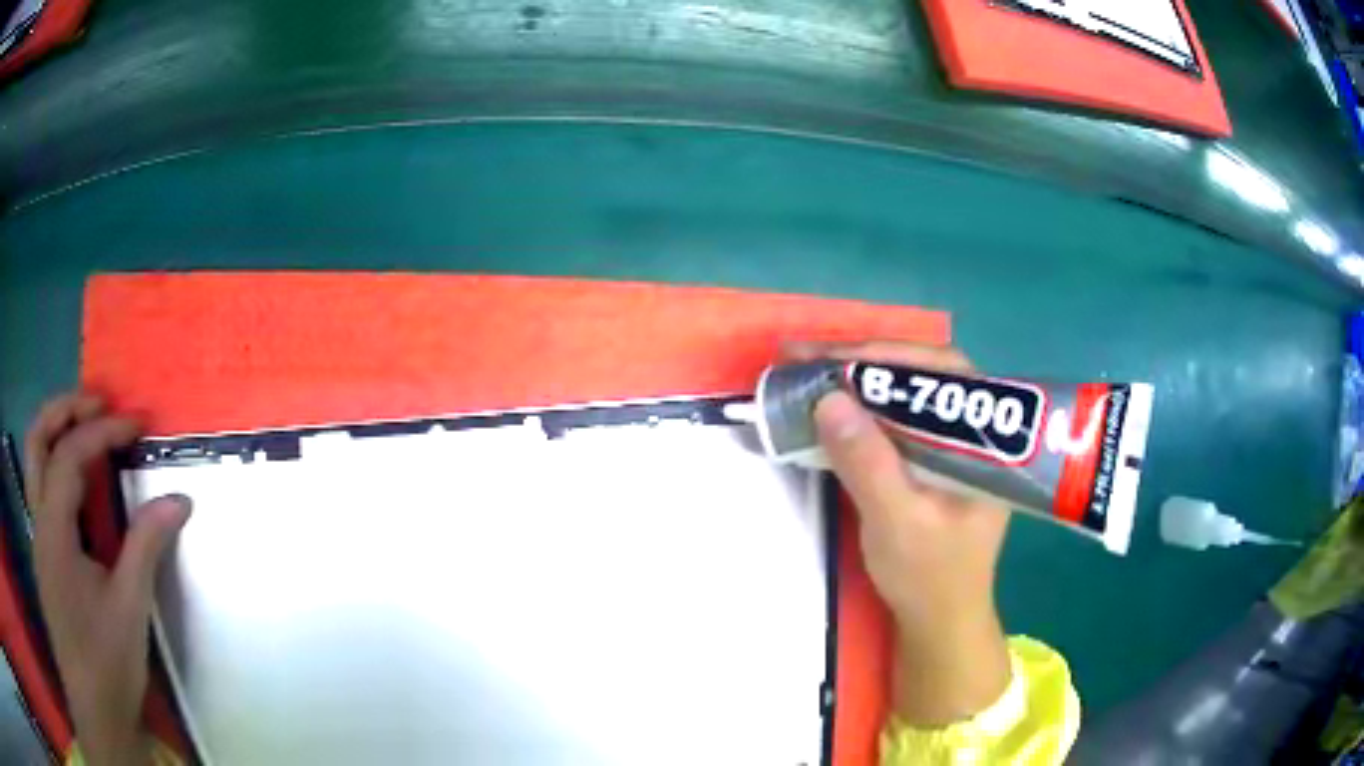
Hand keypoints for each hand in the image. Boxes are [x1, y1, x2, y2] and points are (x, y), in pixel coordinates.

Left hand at [25, 393, 190, 765]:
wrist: (93, 709)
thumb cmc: (106, 662)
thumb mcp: (129, 608)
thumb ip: (146, 546)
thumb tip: (178, 500)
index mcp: (54, 530)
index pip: (70, 455)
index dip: (103, 431)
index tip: (137, 425)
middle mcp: (39, 521)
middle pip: (37, 438)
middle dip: (64, 408)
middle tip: (97, 400)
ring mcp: (39, 537)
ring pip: (35, 460)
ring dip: (57, 432)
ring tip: (88, 427)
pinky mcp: (45, 555)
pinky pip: (44, 491)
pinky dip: (59, 468)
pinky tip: (81, 485)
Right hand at [790, 341, 1011, 727]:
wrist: (938, 620)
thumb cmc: (929, 577)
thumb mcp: (897, 523)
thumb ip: (868, 463)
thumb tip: (827, 398)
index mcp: (984, 439)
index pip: (943, 373)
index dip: (889, 355)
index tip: (833, 356)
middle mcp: (970, 428)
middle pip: (919, 373)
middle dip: (863, 361)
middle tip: (804, 356)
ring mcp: (946, 441)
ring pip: (903, 391)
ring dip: (855, 378)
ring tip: (804, 369)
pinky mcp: (924, 456)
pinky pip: (891, 416)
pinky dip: (857, 406)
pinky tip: (826, 404)